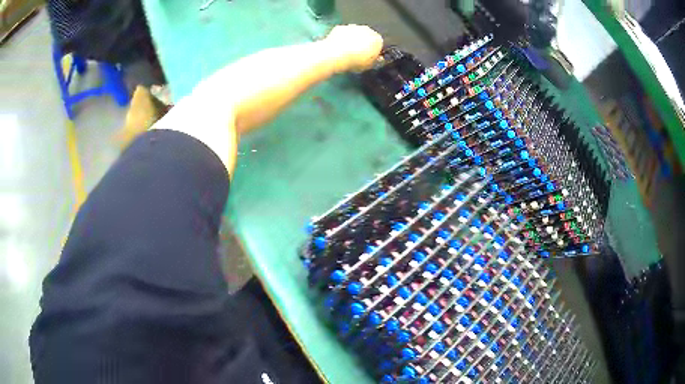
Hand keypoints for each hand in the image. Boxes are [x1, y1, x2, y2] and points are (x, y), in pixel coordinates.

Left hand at [324, 24, 382, 72]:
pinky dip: (341, 38)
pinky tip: (337, 46)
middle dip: (363, 43)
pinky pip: (343, 33)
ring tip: (346, 51)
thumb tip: (376, 58)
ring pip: (355, 33)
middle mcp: (367, 30)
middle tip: (357, 54)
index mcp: (377, 40)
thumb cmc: (355, 61)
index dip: (373, 52)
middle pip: (367, 36)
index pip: (378, 45)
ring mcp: (353, 26)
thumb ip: (374, 61)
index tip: (368, 58)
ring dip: (352, 39)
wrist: (336, 55)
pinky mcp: (340, 27)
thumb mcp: (368, 66)